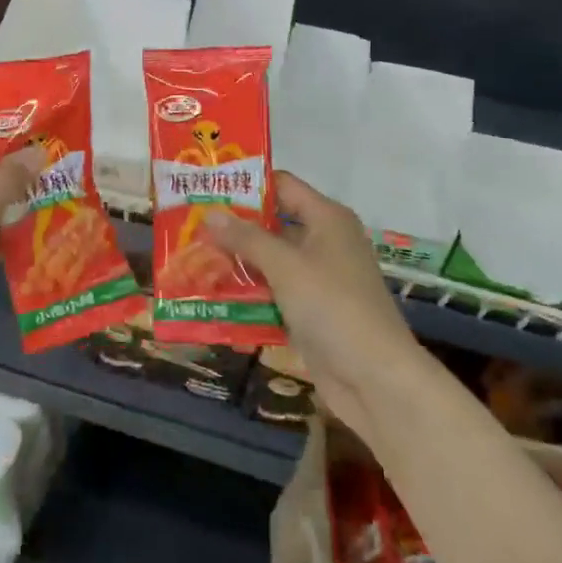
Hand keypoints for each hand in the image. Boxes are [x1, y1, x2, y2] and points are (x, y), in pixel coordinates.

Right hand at [203, 172, 417, 436]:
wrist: (375, 378)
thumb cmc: (333, 306)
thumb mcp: (285, 265)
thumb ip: (246, 238)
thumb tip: (210, 212)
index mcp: (327, 219)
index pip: (282, 186)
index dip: (246, 184)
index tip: (205, 186)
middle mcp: (323, 242)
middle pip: (272, 224)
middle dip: (232, 227)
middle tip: (186, 226)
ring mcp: (317, 279)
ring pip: (269, 262)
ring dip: (235, 263)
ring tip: (190, 258)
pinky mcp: (309, 312)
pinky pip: (272, 293)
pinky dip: (246, 294)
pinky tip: (210, 296)